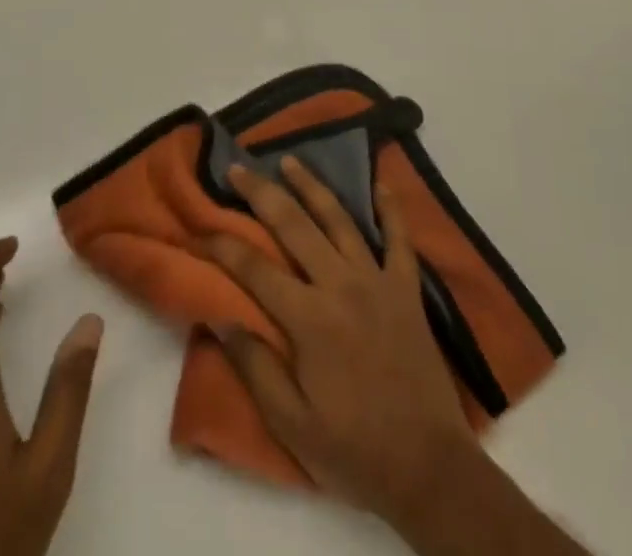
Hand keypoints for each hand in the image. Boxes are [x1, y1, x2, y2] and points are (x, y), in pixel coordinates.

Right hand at [204, 158, 478, 528]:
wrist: (430, 470)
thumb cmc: (354, 450)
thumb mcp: (292, 424)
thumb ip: (254, 366)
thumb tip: (219, 315)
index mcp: (310, 319)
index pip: (255, 269)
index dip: (224, 246)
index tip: (201, 230)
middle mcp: (341, 285)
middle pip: (294, 226)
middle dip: (261, 193)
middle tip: (238, 168)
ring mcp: (378, 281)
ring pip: (339, 219)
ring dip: (312, 186)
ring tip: (289, 160)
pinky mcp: (407, 289)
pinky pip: (400, 239)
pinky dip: (390, 209)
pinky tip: (380, 184)